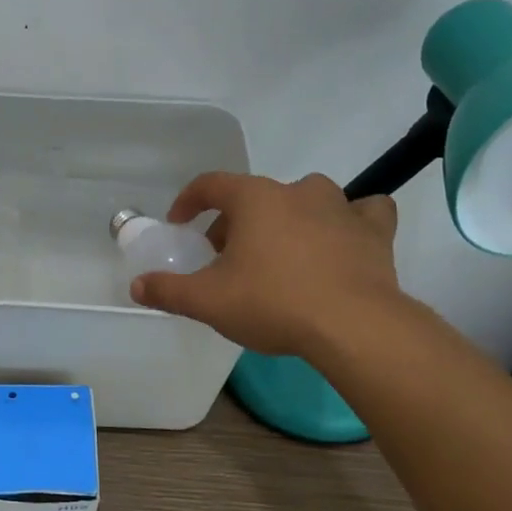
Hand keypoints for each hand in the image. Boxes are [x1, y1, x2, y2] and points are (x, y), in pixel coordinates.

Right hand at [129, 172, 405, 357]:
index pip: (211, 184)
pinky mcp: (374, 232)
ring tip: (279, 252)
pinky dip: (350, 221)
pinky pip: (362, 213)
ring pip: (306, 200)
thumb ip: (168, 290)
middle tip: (225, 258)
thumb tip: (137, 286)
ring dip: (287, 218)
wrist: (354, 326)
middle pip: (255, 196)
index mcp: (255, 199)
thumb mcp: (208, 302)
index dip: (189, 201)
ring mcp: (340, 208)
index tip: (180, 224)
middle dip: (234, 222)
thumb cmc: (273, 303)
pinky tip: (342, 240)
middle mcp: (297, 191)